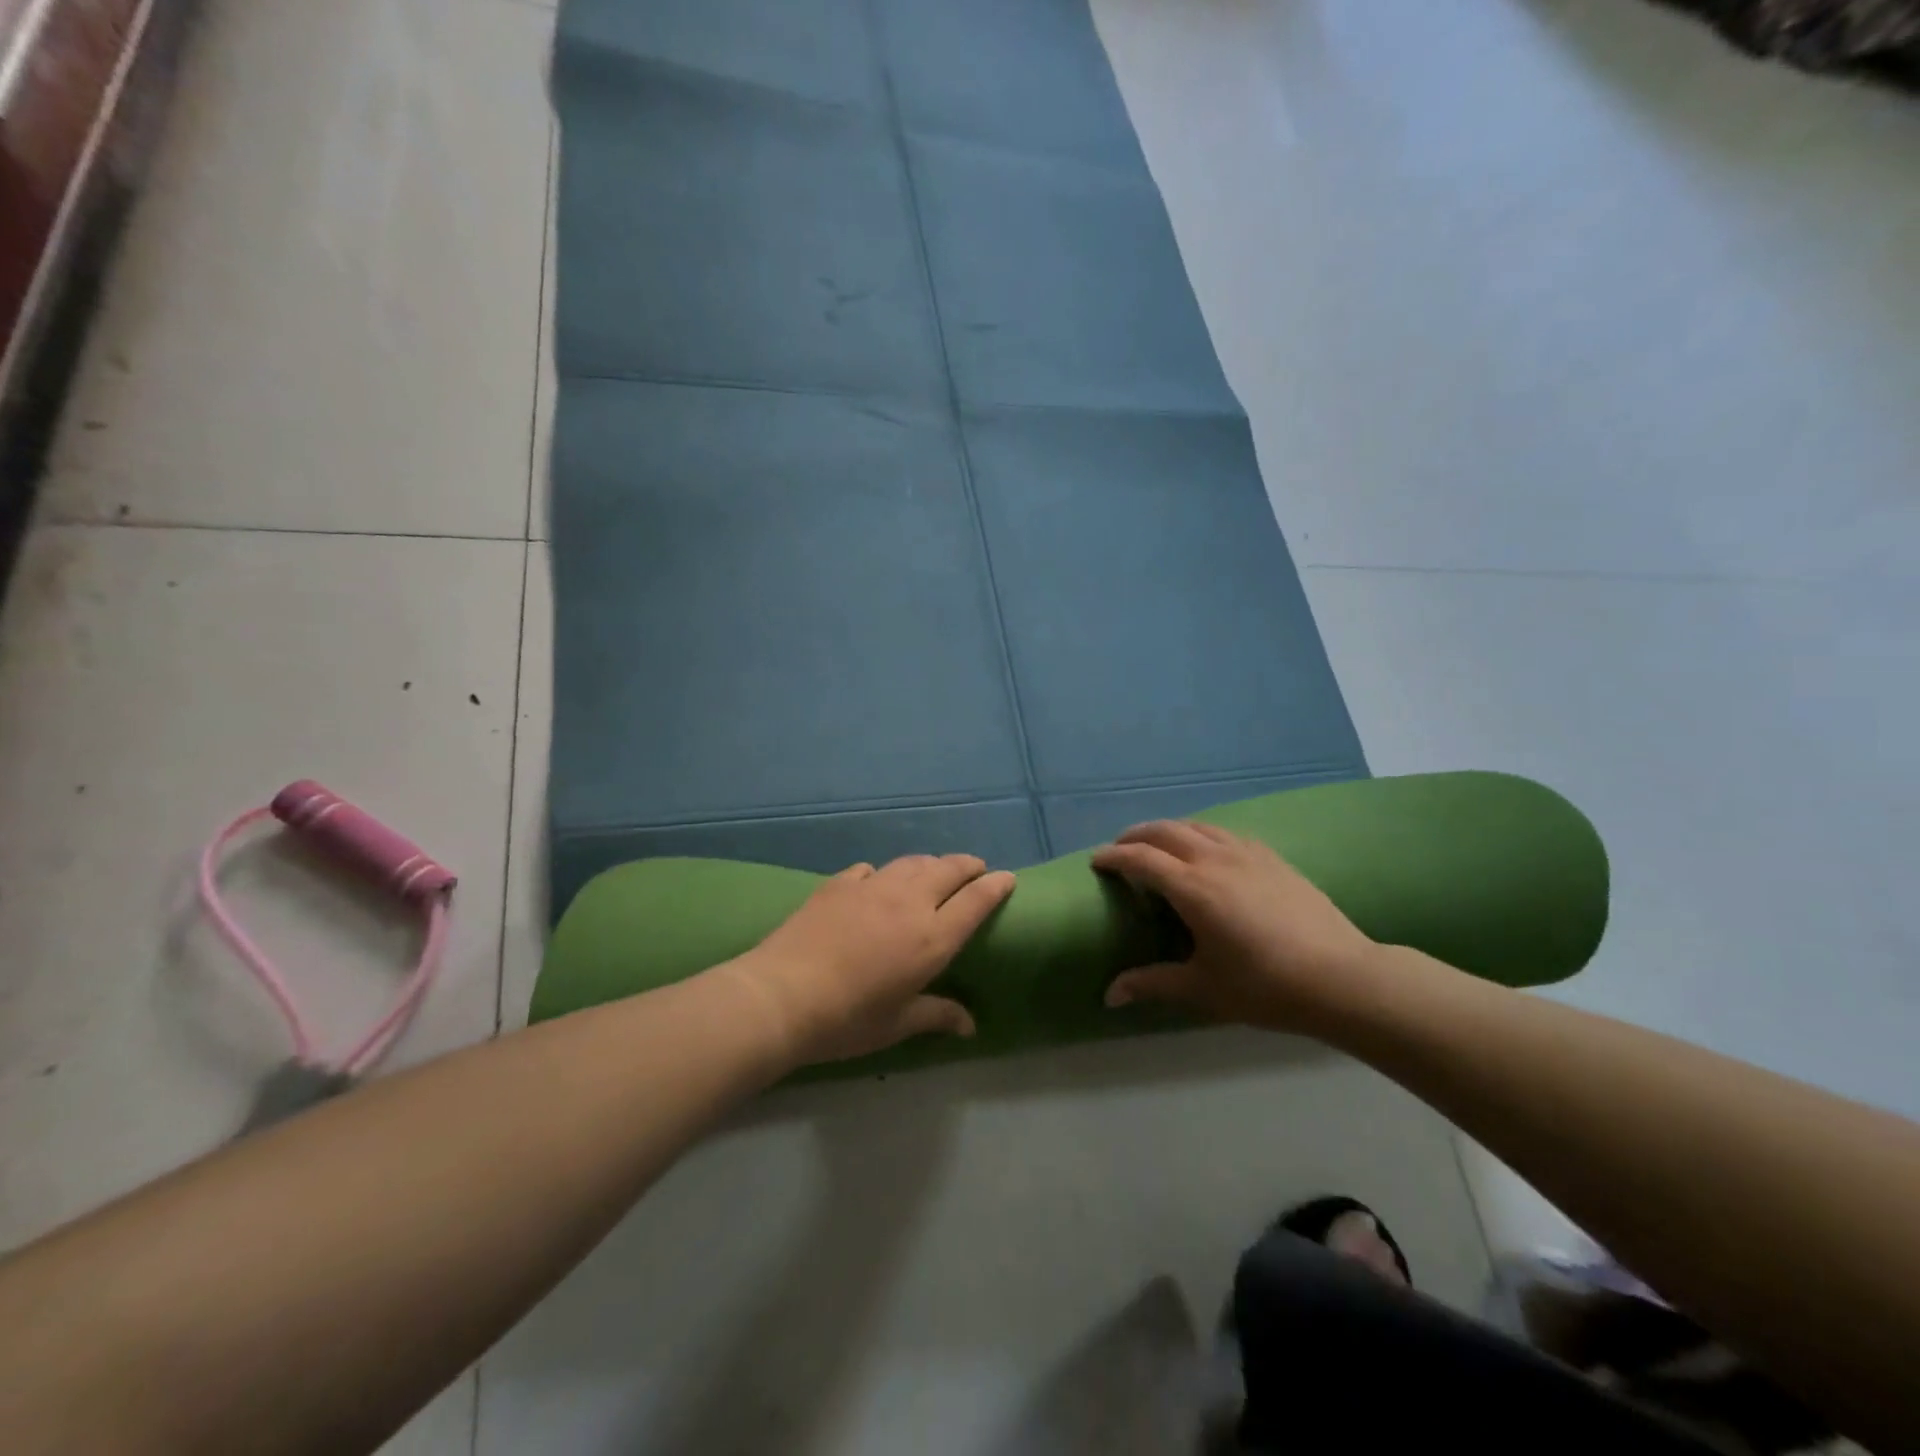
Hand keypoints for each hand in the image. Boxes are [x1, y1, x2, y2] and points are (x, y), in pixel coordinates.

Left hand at [724, 855, 1015, 1066]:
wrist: (783, 995)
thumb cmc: (848, 1019)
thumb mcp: (897, 1024)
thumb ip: (937, 1015)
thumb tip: (970, 1026)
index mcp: (932, 938)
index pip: (976, 901)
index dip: (995, 886)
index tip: (1007, 878)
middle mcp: (909, 903)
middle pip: (949, 869)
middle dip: (968, 866)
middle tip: (975, 870)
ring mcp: (872, 887)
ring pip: (913, 862)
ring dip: (931, 864)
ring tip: (934, 872)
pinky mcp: (840, 883)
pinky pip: (872, 869)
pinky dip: (884, 873)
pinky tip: (876, 882)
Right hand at [1090, 821, 1376, 1032]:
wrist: (1342, 977)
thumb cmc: (1265, 985)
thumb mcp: (1202, 988)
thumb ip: (1153, 983)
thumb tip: (1109, 995)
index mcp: (1192, 887)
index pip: (1141, 859)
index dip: (1114, 856)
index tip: (1096, 861)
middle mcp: (1214, 859)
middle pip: (1165, 830)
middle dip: (1136, 835)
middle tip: (1120, 849)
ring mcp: (1247, 853)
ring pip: (1197, 826)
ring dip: (1169, 830)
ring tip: (1159, 846)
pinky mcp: (1272, 857)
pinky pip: (1225, 834)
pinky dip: (1202, 835)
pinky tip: (1208, 852)